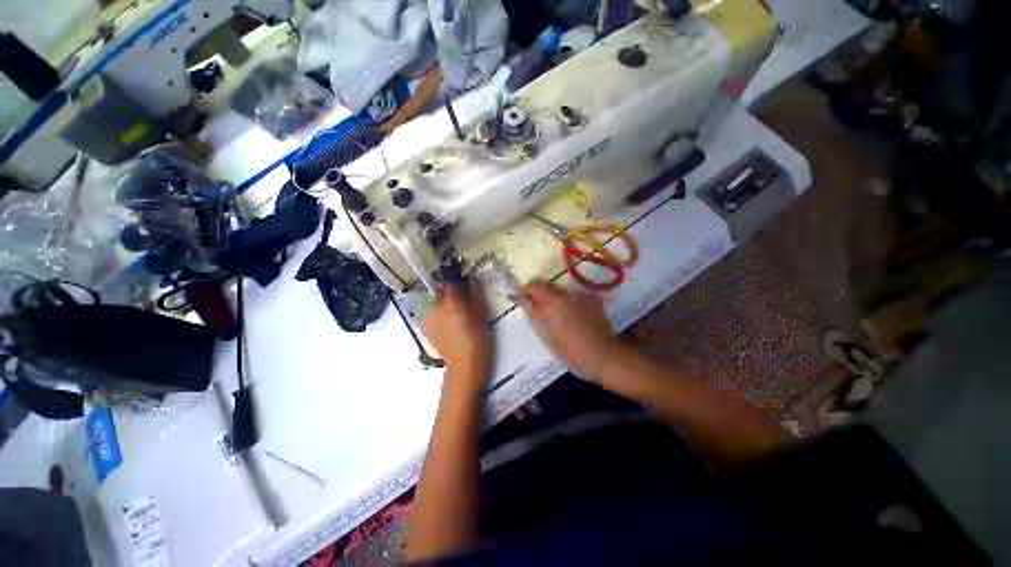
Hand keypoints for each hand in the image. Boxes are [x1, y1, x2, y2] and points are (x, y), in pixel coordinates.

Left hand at [421, 282, 492, 388]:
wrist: (464, 367)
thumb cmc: (478, 340)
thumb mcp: (481, 315)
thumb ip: (476, 296)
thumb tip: (472, 281)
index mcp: (450, 304)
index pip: (451, 283)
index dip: (459, 283)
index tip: (467, 287)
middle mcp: (434, 308)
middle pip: (440, 293)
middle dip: (450, 295)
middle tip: (463, 303)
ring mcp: (426, 319)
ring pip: (435, 304)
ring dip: (443, 305)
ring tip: (456, 316)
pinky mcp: (425, 329)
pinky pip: (431, 314)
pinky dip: (438, 315)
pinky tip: (448, 325)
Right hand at [519, 281, 625, 376]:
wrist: (604, 356)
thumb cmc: (572, 351)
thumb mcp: (548, 336)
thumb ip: (536, 316)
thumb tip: (528, 303)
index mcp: (554, 302)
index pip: (535, 285)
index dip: (526, 289)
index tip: (522, 297)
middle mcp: (567, 294)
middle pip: (548, 285)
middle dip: (540, 293)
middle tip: (536, 307)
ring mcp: (582, 297)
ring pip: (561, 291)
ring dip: (554, 298)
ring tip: (554, 315)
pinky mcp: (592, 302)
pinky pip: (574, 297)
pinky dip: (567, 302)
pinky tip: (570, 317)